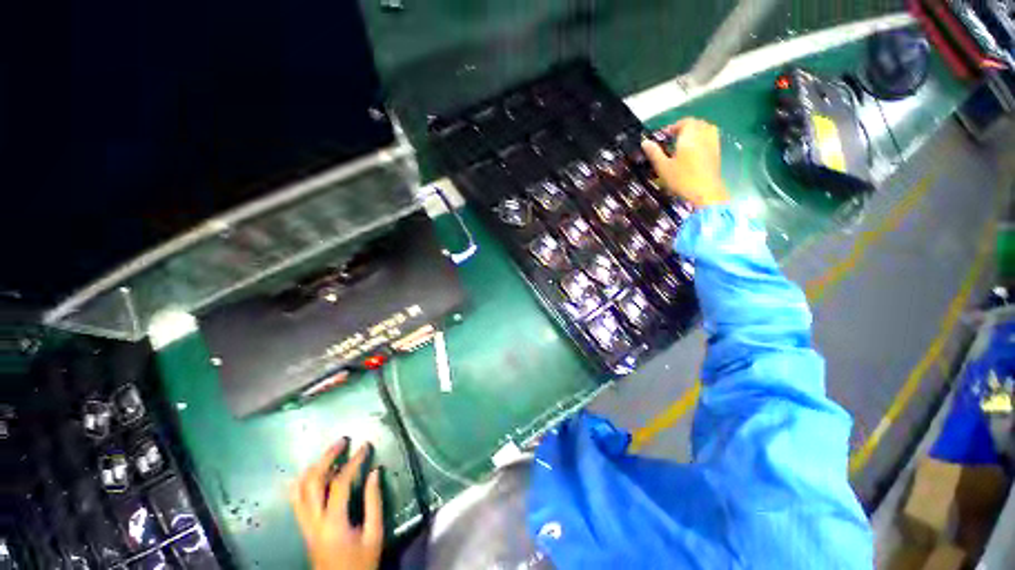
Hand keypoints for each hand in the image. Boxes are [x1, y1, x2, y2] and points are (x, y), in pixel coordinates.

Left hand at [291, 439, 383, 569]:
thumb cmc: (361, 563)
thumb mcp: (374, 534)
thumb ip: (374, 501)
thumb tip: (375, 471)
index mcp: (333, 523)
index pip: (340, 483)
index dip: (353, 461)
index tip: (366, 446)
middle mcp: (313, 521)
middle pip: (312, 482)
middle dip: (327, 457)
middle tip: (342, 441)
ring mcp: (304, 525)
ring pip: (299, 490)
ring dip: (314, 468)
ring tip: (330, 455)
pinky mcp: (303, 528)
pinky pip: (297, 500)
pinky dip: (304, 482)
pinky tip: (314, 474)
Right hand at [641, 118, 729, 207]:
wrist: (705, 192)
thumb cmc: (682, 179)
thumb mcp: (663, 167)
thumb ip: (654, 153)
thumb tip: (645, 142)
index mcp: (689, 136)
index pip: (683, 122)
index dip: (673, 127)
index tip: (663, 136)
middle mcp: (703, 135)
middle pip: (696, 123)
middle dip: (684, 128)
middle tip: (672, 139)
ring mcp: (713, 143)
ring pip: (705, 129)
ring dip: (694, 132)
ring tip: (683, 143)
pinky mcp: (717, 152)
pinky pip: (710, 138)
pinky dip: (702, 139)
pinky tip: (694, 151)